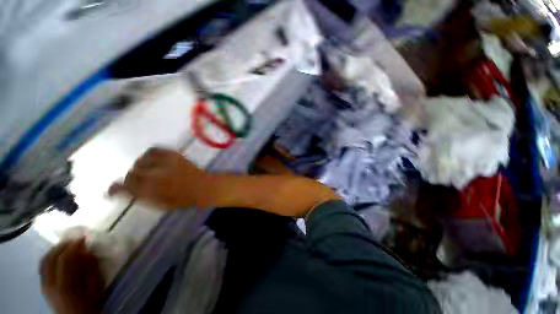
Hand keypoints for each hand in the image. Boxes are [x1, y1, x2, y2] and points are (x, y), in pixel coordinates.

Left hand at [40, 239, 104, 313]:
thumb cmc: (90, 303)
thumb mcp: (95, 287)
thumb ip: (91, 269)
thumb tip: (87, 251)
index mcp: (66, 285)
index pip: (65, 259)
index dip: (74, 245)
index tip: (83, 238)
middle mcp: (51, 283)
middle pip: (52, 257)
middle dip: (64, 245)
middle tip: (75, 239)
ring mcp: (44, 285)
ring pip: (45, 260)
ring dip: (55, 249)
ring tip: (66, 245)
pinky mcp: (43, 286)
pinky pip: (42, 266)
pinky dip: (49, 256)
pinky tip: (57, 255)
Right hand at [109, 147, 215, 209]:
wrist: (204, 187)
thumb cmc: (183, 199)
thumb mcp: (159, 204)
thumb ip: (140, 197)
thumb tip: (121, 192)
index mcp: (150, 192)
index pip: (124, 187)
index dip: (115, 189)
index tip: (112, 191)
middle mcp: (154, 176)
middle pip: (131, 173)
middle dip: (131, 178)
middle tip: (138, 181)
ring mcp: (164, 163)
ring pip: (140, 161)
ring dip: (140, 166)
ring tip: (147, 170)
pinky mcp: (173, 155)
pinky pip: (154, 150)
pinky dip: (149, 155)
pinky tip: (153, 160)